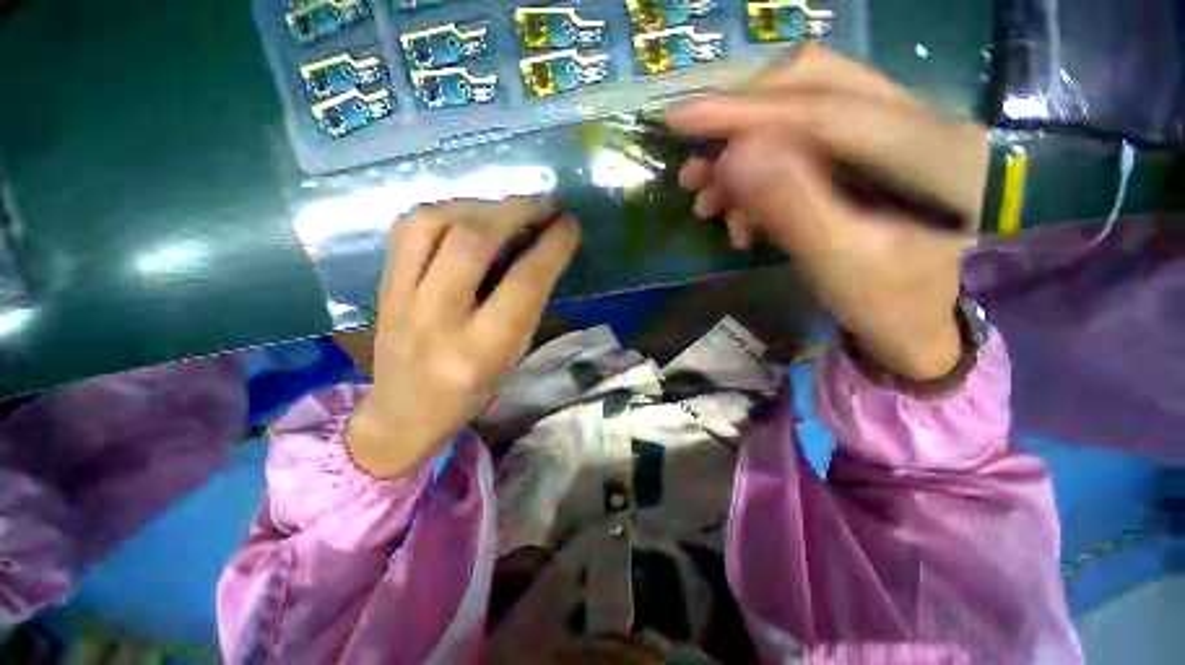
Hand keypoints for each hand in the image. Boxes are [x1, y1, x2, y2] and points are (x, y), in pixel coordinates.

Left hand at [348, 199, 580, 477]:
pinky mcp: (383, 284)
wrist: (402, 413)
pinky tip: (467, 217)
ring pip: (433, 224)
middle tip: (542, 205)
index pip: (523, 284)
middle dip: (515, 212)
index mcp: (481, 351)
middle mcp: (438, 320)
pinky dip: (445, 211)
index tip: (569, 224)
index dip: (551, 246)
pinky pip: (408, 228)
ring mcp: (401, 299)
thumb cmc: (471, 394)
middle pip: (473, 243)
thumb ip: (527, 304)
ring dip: (478, 206)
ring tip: (505, 210)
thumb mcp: (513, 357)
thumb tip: (540, 250)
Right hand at [664, 44, 987, 379]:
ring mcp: (897, 130)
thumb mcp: (838, 263)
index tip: (680, 119)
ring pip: (803, 112)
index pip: (820, 107)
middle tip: (696, 168)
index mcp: (928, 149)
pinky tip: (739, 214)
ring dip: (745, 156)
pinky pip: (805, 140)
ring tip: (709, 205)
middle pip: (811, 87)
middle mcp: (920, 119)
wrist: (922, 321)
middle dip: (741, 125)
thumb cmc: (887, 303)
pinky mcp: (873, 150)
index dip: (744, 111)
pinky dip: (761, 173)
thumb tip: (733, 155)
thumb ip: (790, 206)